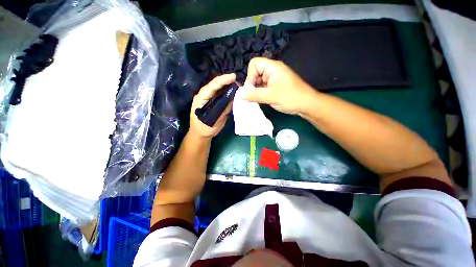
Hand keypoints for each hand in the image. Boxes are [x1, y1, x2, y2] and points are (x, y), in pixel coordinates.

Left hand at [190, 73, 235, 137]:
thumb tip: (232, 101)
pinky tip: (235, 92)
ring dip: (228, 86)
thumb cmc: (204, 129)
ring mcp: (209, 98)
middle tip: (238, 81)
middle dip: (226, 81)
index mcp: (200, 99)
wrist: (201, 134)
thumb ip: (222, 111)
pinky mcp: (213, 102)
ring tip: (238, 85)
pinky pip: (221, 95)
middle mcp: (204, 96)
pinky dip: (228, 92)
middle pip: (215, 85)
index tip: (233, 77)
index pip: (211, 87)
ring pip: (218, 89)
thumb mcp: (214, 122)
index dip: (222, 81)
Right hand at [242, 57, 316, 114]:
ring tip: (255, 100)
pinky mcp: (274, 87)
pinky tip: (259, 101)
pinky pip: (262, 88)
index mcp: (272, 67)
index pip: (254, 64)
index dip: (250, 76)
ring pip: (258, 82)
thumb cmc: (290, 97)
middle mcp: (272, 71)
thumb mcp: (270, 96)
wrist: (306, 105)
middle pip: (255, 73)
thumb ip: (253, 95)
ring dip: (255, 91)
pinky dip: (259, 94)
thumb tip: (238, 96)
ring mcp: (273, 80)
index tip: (250, 89)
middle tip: (251, 97)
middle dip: (251, 85)